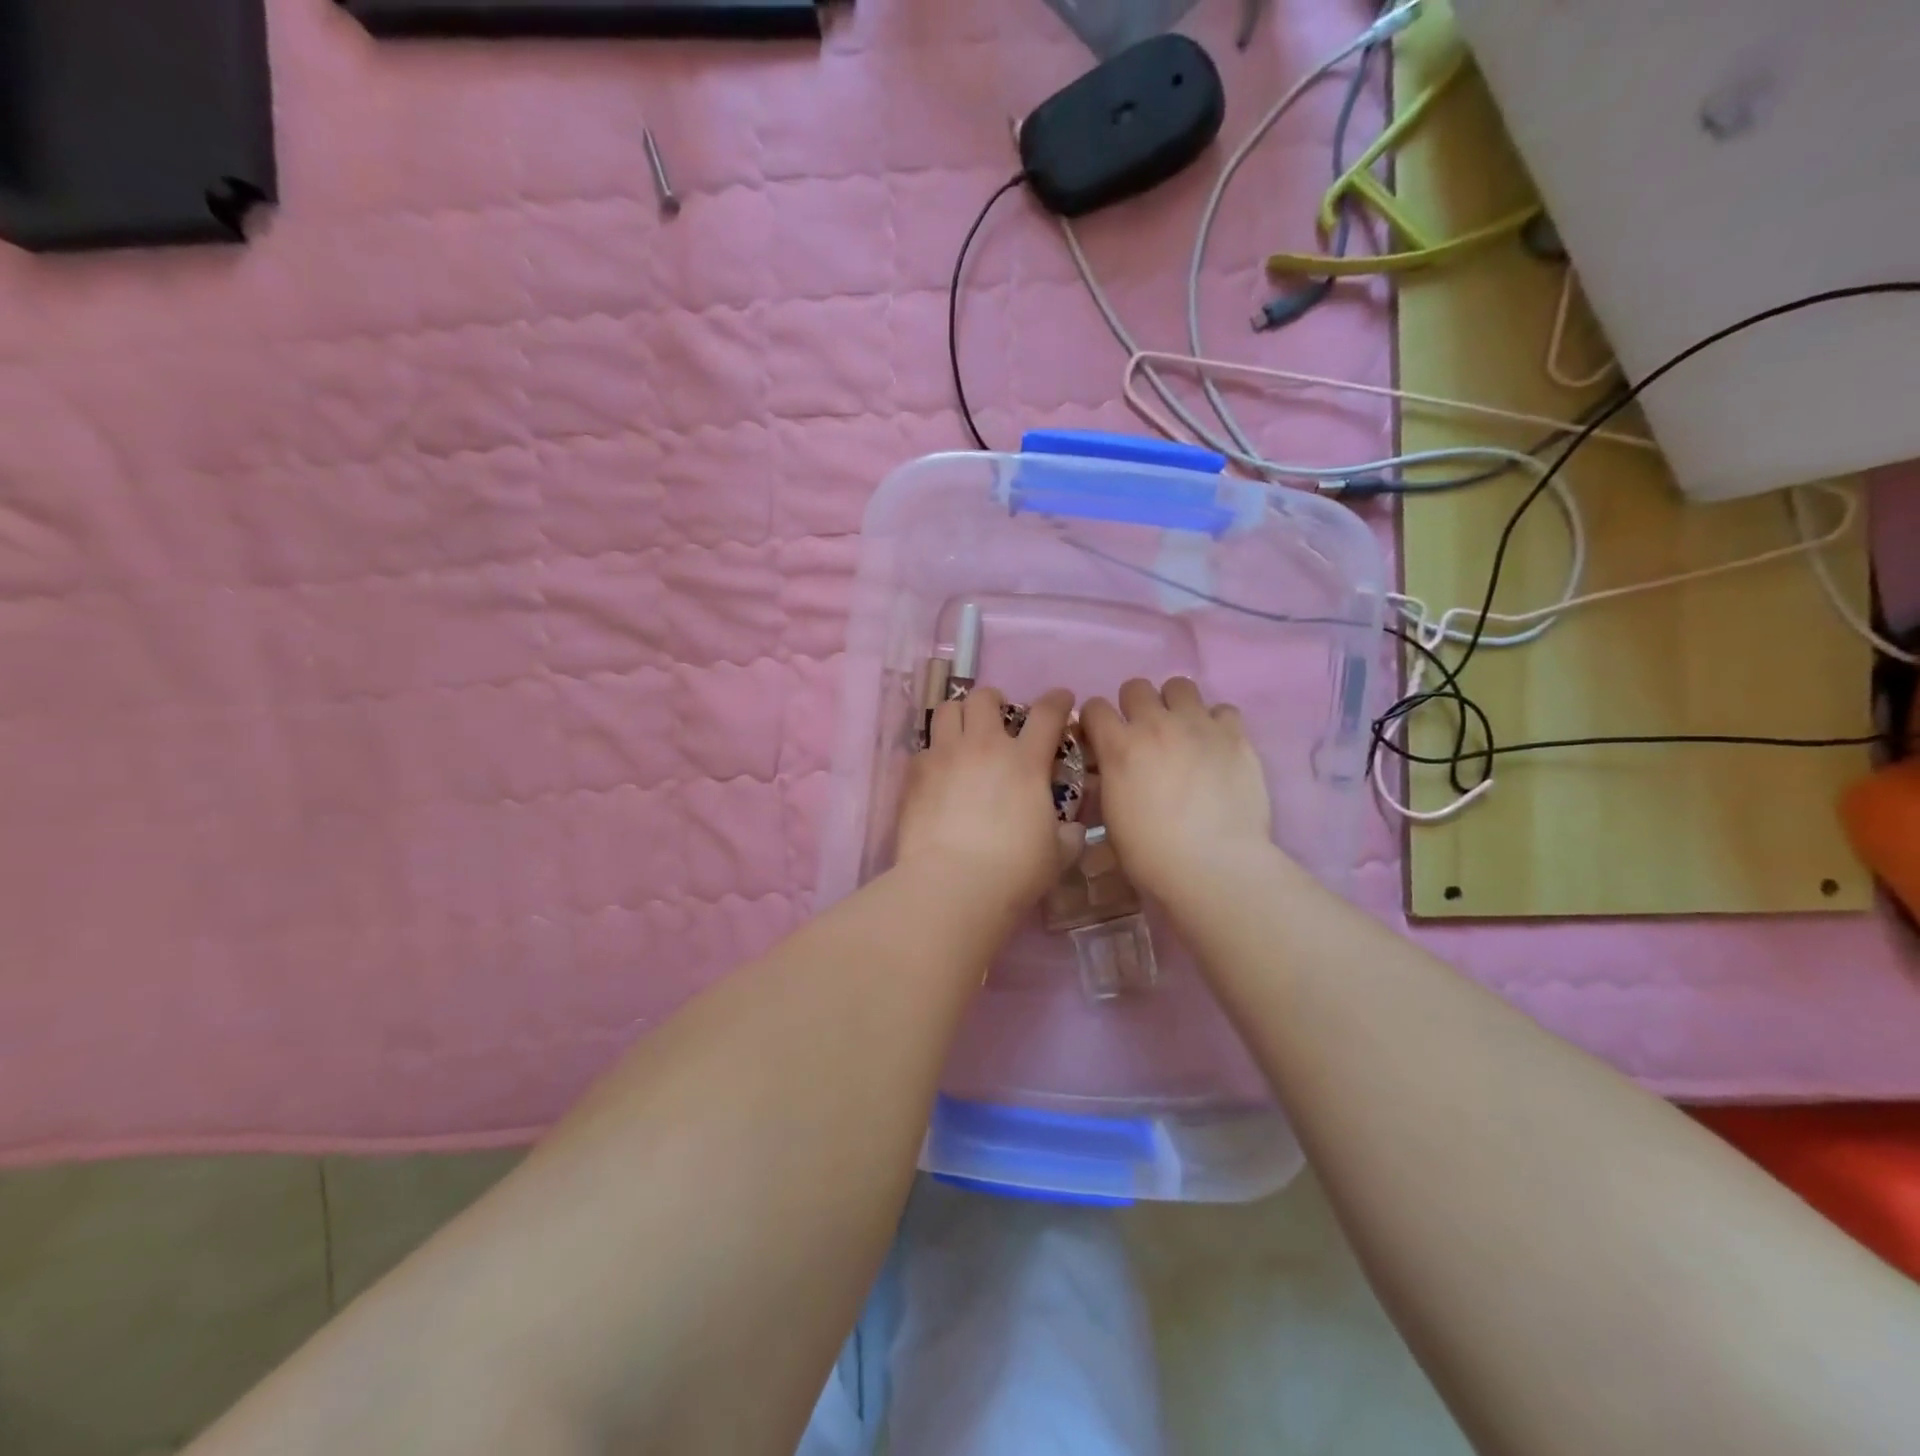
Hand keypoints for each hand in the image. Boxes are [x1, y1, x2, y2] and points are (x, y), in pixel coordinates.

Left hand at [895, 686, 1083, 918]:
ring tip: (963, 733)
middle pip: (985, 698)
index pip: (1047, 713)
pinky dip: (934, 753)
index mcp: (1025, 761)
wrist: (953, 885)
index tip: (1061, 699)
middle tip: (999, 719)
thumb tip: (1072, 829)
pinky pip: (924, 748)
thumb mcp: (1057, 854)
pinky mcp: (915, 774)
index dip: (1058, 700)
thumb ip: (1067, 835)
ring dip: (960, 715)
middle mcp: (984, 746)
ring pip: (947, 709)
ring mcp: (945, 756)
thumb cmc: (1014, 871)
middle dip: (995, 701)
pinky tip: (938, 772)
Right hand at [1080, 677, 1273, 904]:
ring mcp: (1198, 725)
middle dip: (1134, 707)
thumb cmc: (1151, 854)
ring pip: (1180, 685)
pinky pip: (1223, 709)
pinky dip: (1216, 723)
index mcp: (1118, 746)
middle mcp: (1156, 724)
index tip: (1100, 739)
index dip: (1095, 722)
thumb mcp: (1111, 816)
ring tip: (1181, 732)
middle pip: (1136, 687)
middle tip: (1143, 736)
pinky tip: (1216, 747)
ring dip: (1174, 705)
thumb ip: (1109, 780)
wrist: (1213, 866)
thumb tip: (1110, 770)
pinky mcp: (1236, 735)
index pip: (1094, 707)